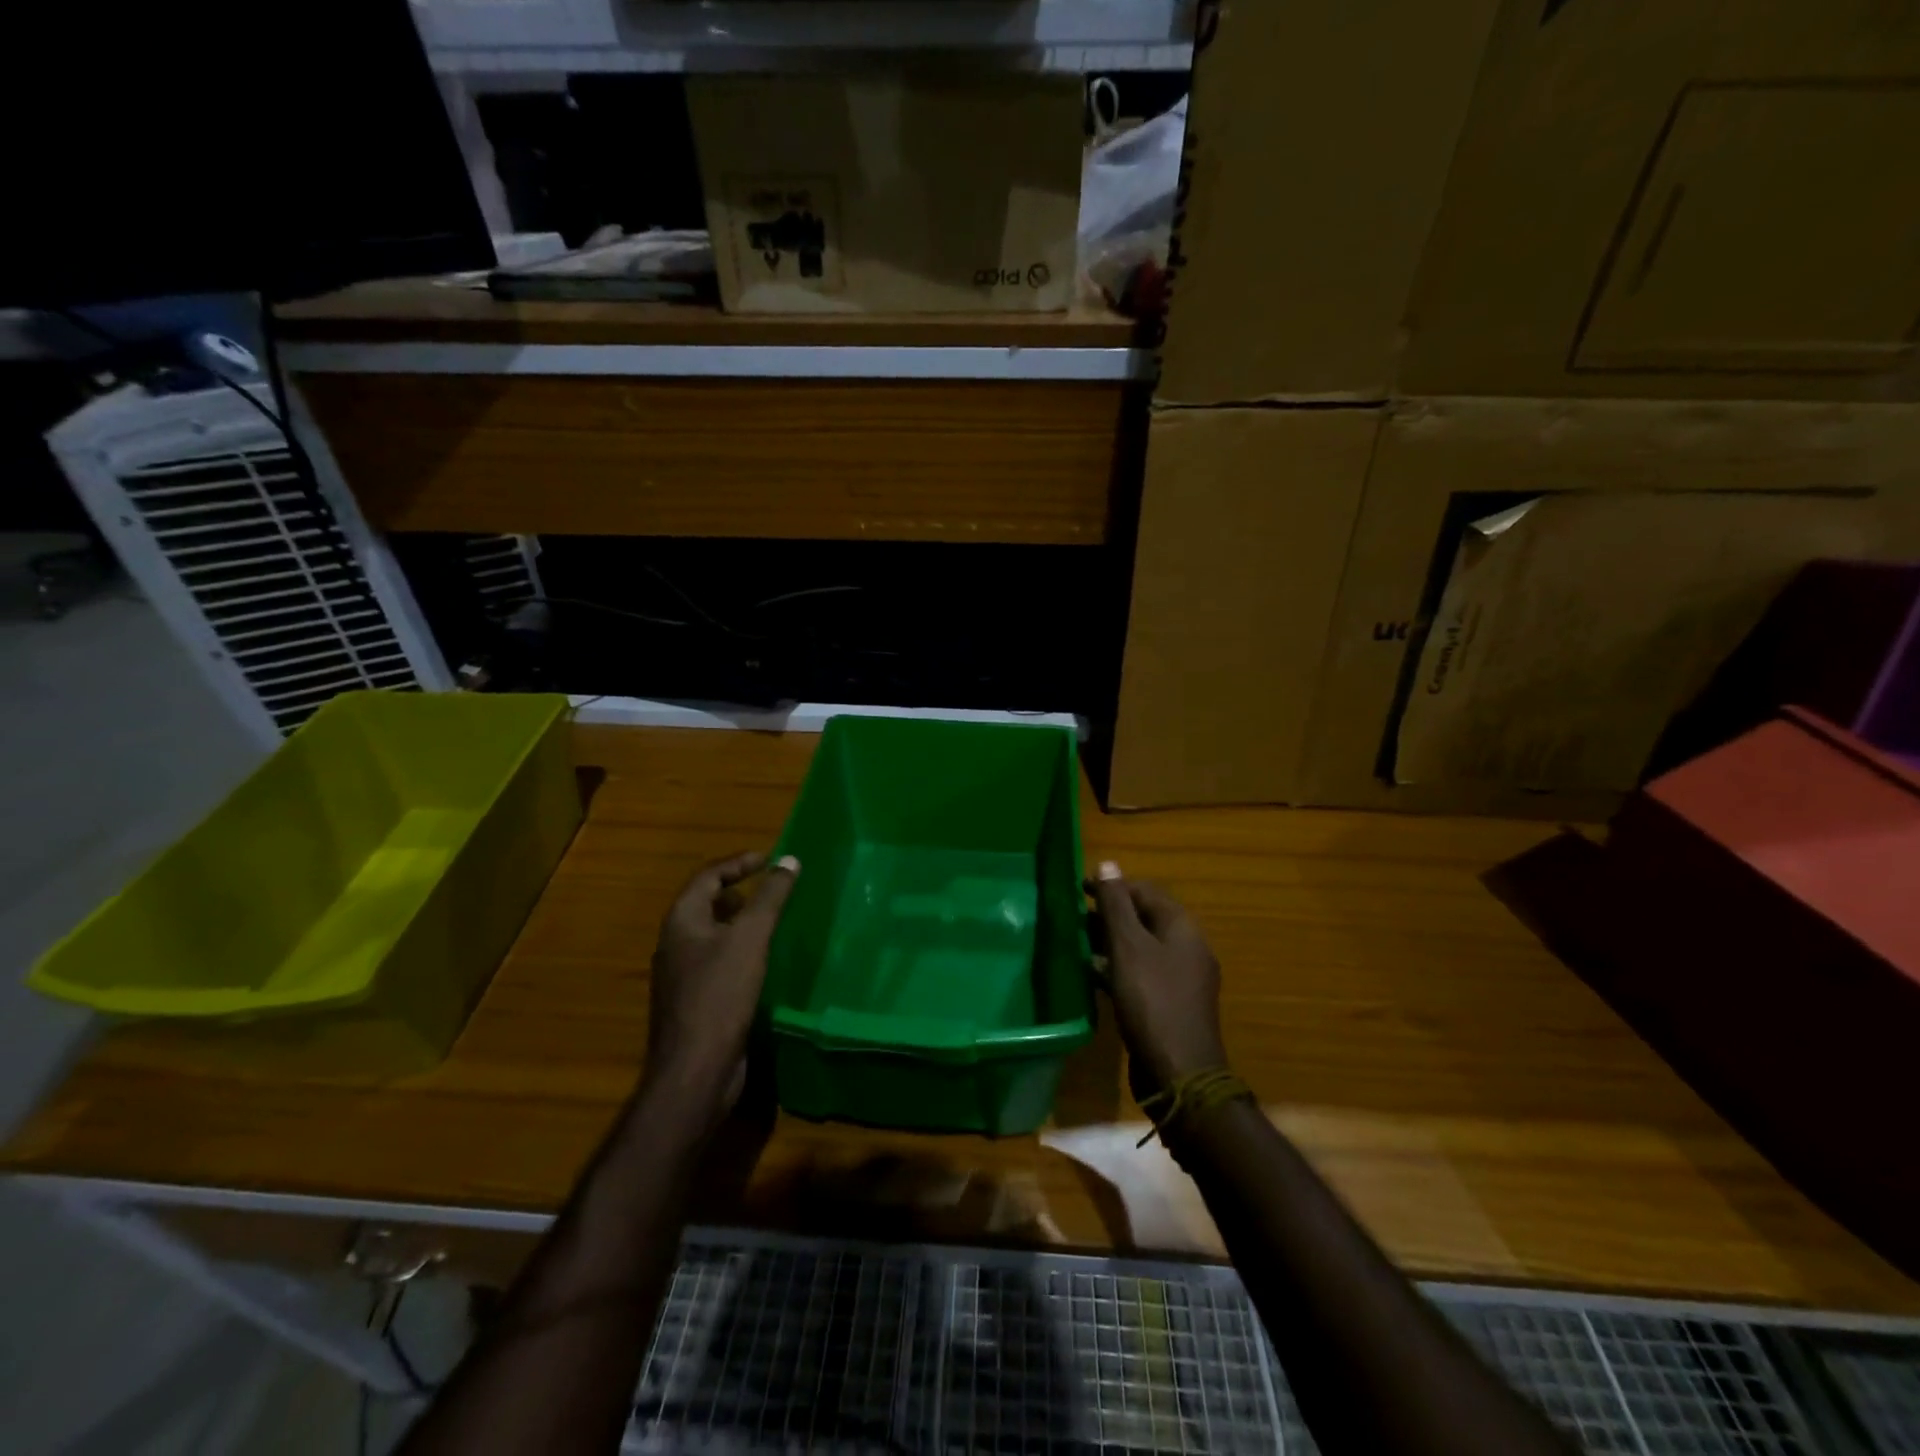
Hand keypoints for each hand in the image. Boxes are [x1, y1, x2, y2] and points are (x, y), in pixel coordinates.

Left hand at [642, 850, 799, 1126]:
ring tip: (772, 921)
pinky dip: (739, 949)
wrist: (695, 1070)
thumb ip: (770, 897)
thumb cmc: (721, 995)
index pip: (707, 876)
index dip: (738, 863)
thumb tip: (789, 859)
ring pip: (712, 934)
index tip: (769, 859)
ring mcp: (682, 975)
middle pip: (706, 903)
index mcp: (681, 921)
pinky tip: (763, 962)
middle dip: (738, 890)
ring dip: (740, 921)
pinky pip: (718, 961)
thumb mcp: (751, 938)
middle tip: (772, 888)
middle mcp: (675, 943)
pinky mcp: (695, 1001)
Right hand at [1088, 862, 1227, 1093]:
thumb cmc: (1151, 1001)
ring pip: (1142, 947)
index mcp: (1182, 927)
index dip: (1112, 887)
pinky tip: (1093, 976)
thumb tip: (1108, 863)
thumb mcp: (1128, 947)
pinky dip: (1118, 968)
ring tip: (1077, 943)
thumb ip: (1115, 905)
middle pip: (1145, 918)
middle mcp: (1187, 948)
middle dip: (1109, 915)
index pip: (1145, 892)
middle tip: (1073, 918)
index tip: (1078, 891)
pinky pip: (1142, 974)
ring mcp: (1182, 978)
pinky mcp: (1171, 1004)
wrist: (1179, 1073)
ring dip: (1111, 942)